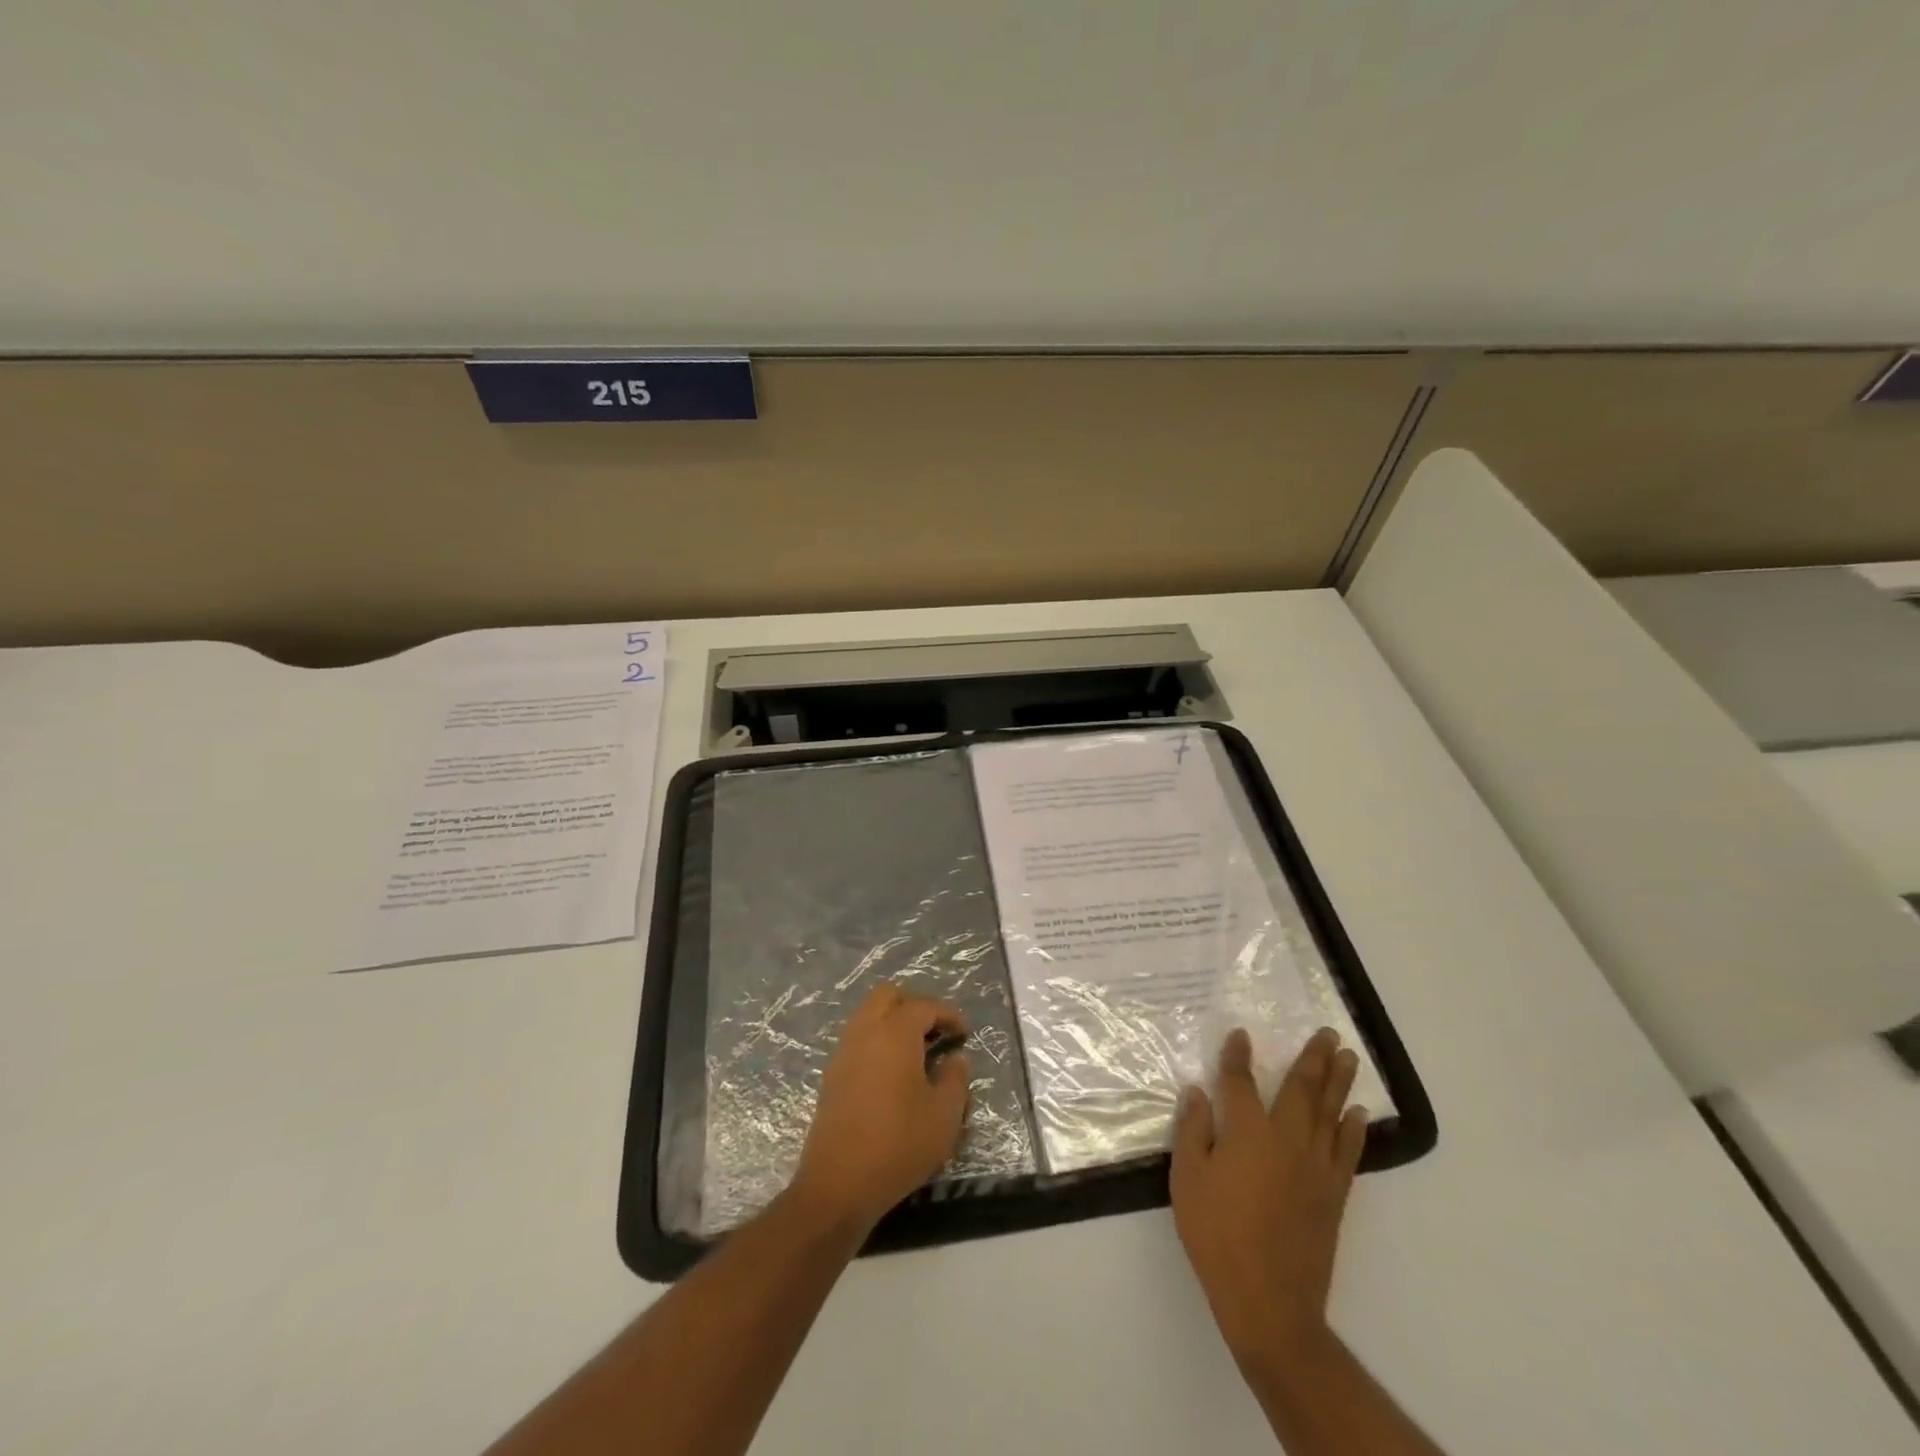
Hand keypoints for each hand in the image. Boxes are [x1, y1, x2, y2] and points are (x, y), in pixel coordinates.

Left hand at [789, 984, 971, 1235]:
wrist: (839, 1184)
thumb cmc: (899, 1145)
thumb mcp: (945, 1115)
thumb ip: (955, 1078)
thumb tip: (955, 1058)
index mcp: (895, 1033)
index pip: (924, 1006)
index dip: (948, 1014)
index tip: (964, 1032)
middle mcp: (865, 1032)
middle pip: (887, 996)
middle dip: (914, 1005)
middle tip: (936, 1030)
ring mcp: (843, 1052)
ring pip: (867, 1014)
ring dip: (892, 1021)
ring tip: (916, 1050)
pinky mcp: (831, 1075)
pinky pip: (856, 1038)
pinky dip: (876, 1040)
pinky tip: (892, 1071)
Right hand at [1171, 1026, 1368, 1360]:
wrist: (1268, 1300)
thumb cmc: (1217, 1235)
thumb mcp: (1187, 1180)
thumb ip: (1193, 1131)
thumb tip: (1198, 1092)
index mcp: (1246, 1133)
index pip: (1240, 1083)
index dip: (1238, 1056)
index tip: (1240, 1034)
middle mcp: (1285, 1140)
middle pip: (1300, 1089)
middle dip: (1313, 1058)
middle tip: (1328, 1033)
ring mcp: (1315, 1167)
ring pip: (1329, 1113)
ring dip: (1338, 1082)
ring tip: (1348, 1057)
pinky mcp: (1332, 1194)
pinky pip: (1347, 1151)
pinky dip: (1354, 1129)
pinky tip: (1357, 1113)